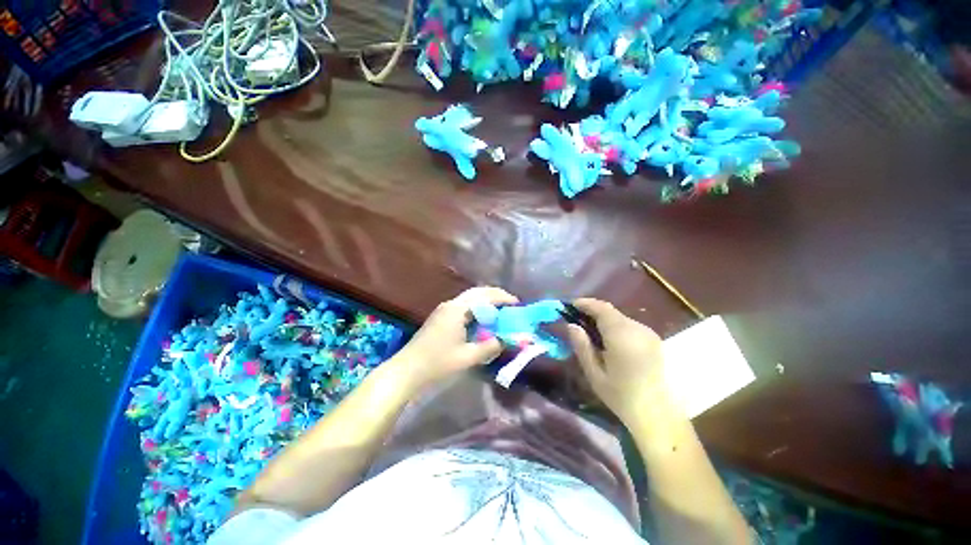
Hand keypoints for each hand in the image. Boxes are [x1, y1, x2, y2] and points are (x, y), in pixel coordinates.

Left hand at [391, 287, 518, 392]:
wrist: (408, 369)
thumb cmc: (437, 363)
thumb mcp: (468, 357)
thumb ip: (490, 347)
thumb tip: (506, 340)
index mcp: (458, 310)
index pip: (485, 296)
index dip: (502, 298)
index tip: (517, 304)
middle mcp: (451, 304)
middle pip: (477, 292)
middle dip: (495, 295)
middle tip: (511, 304)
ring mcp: (445, 309)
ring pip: (470, 297)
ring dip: (486, 300)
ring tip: (500, 309)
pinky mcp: (441, 315)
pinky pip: (464, 305)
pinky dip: (477, 307)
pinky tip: (483, 318)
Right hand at [567, 298, 669, 426]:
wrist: (659, 416)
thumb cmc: (622, 397)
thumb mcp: (594, 374)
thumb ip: (582, 346)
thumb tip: (571, 325)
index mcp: (622, 336)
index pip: (601, 308)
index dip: (585, 303)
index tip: (570, 305)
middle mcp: (638, 329)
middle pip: (611, 312)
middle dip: (592, 312)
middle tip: (577, 320)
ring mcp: (649, 334)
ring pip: (620, 318)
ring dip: (604, 320)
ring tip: (591, 332)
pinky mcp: (654, 340)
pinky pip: (629, 326)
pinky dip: (615, 327)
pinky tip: (609, 341)